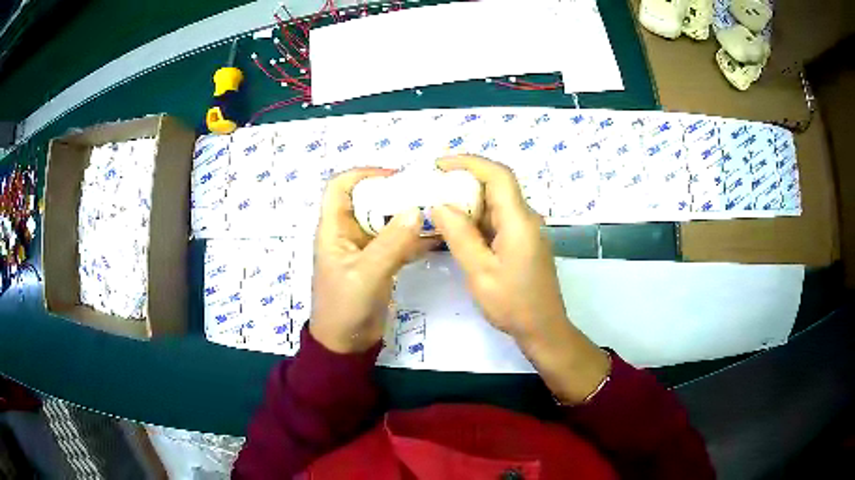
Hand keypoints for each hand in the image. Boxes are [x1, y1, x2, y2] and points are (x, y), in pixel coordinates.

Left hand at [310, 168, 434, 353]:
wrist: (346, 345)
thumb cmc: (345, 307)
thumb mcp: (366, 274)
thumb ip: (391, 243)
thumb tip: (416, 210)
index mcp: (334, 229)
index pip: (340, 187)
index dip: (363, 175)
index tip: (396, 177)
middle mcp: (348, 233)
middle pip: (368, 200)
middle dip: (395, 193)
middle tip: (426, 192)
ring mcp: (365, 249)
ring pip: (385, 221)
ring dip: (407, 215)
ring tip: (437, 210)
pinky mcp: (379, 264)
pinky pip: (397, 242)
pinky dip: (413, 238)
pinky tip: (437, 237)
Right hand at [431, 155, 609, 403]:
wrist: (543, 329)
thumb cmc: (513, 304)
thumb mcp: (480, 272)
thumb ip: (460, 236)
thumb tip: (439, 205)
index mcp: (519, 221)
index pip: (497, 175)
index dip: (469, 162)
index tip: (439, 165)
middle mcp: (527, 219)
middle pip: (497, 186)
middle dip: (464, 181)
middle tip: (432, 188)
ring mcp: (527, 230)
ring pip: (497, 203)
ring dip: (469, 201)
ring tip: (438, 207)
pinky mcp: (524, 242)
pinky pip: (499, 220)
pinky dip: (477, 219)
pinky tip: (457, 229)